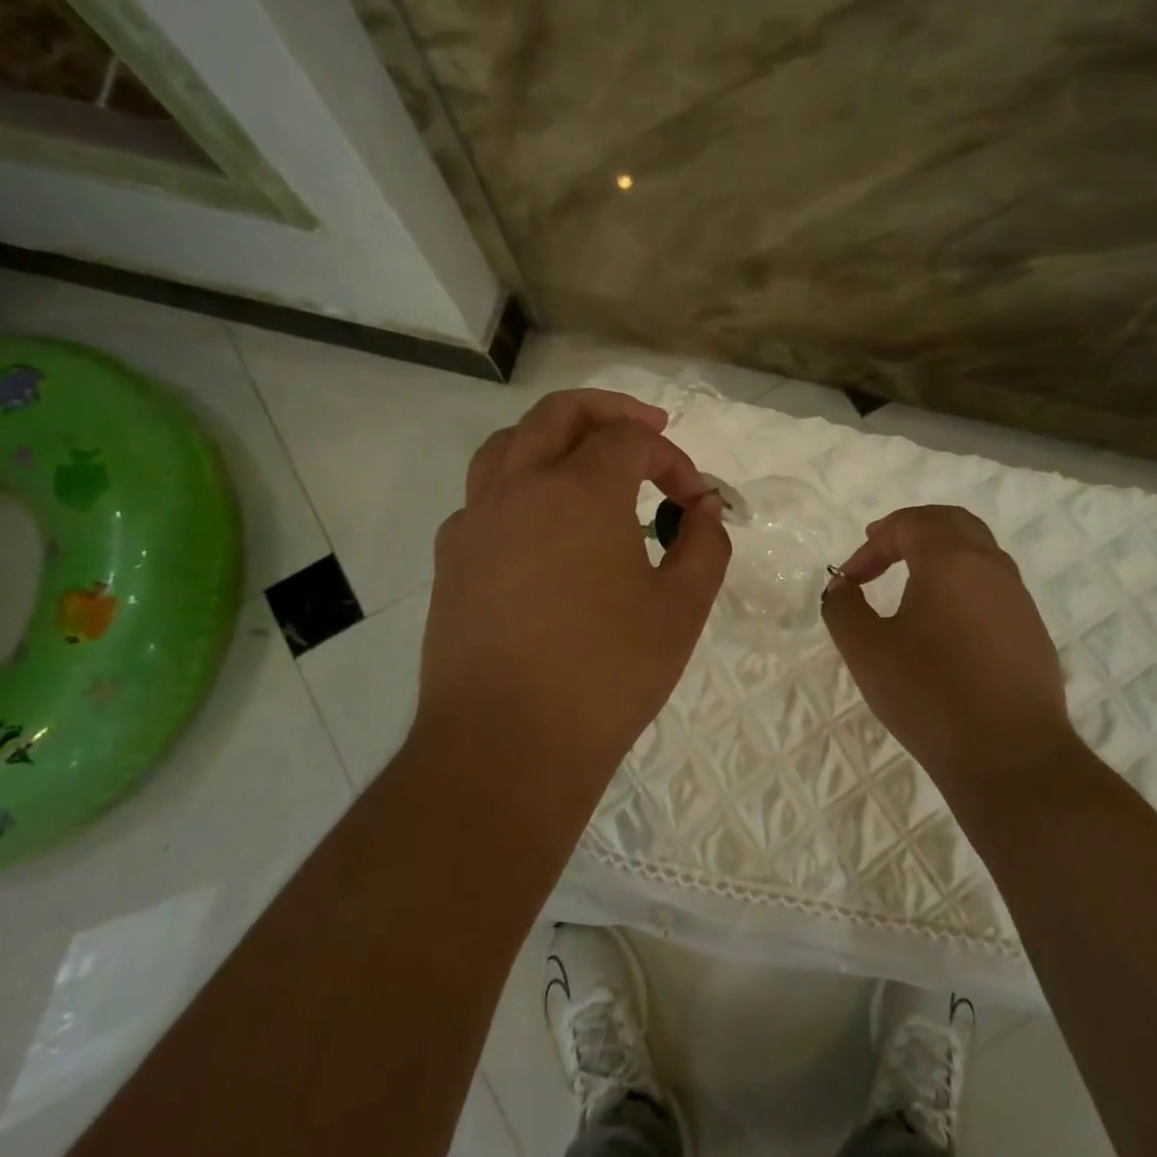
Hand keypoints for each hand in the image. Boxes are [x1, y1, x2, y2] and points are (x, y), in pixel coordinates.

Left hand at [416, 389, 729, 778]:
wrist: (506, 745)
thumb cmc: (605, 675)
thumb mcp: (681, 609)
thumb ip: (705, 545)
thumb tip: (704, 510)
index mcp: (579, 490)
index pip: (631, 439)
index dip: (673, 459)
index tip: (695, 502)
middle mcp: (519, 486)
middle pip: (561, 412)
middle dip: (611, 411)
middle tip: (648, 427)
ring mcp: (476, 520)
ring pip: (509, 443)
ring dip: (555, 436)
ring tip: (586, 460)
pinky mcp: (451, 557)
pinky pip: (485, 495)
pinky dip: (520, 485)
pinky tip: (542, 526)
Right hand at [822, 505, 1072, 783]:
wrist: (1010, 757)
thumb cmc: (929, 694)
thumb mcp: (865, 650)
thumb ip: (843, 608)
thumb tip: (842, 587)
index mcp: (951, 560)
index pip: (909, 524)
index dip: (872, 544)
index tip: (852, 580)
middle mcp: (991, 566)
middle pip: (951, 522)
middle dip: (910, 531)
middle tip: (881, 551)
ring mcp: (1018, 598)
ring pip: (978, 551)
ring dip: (939, 556)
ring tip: (910, 584)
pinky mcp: (1031, 630)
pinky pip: (992, 586)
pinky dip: (962, 583)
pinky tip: (944, 624)